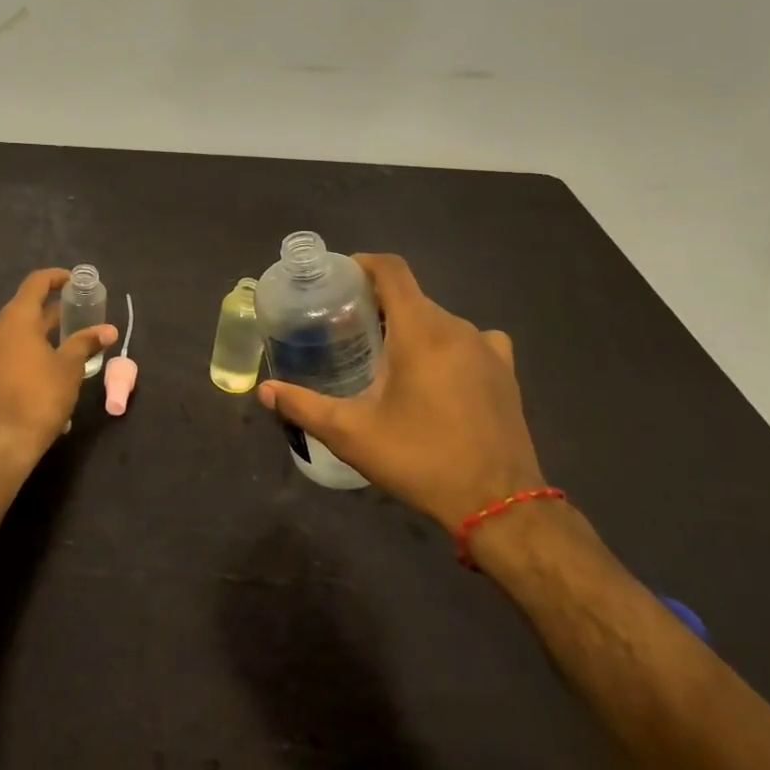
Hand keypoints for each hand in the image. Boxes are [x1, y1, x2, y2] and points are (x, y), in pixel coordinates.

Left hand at [0, 268, 116, 472]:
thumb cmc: (39, 398)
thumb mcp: (69, 369)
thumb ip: (86, 343)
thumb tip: (108, 329)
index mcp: (15, 318)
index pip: (36, 283)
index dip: (56, 277)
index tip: (72, 281)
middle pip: (22, 311)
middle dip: (47, 316)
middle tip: (71, 322)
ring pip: (8, 337)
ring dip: (31, 340)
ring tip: (55, 355)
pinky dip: (15, 360)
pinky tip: (32, 380)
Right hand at [258, 254, 542, 531]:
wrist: (499, 506)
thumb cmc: (420, 459)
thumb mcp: (352, 434)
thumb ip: (304, 406)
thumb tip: (264, 390)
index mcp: (420, 330)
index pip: (392, 270)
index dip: (363, 264)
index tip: (338, 279)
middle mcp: (456, 327)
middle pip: (411, 296)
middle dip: (378, 304)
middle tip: (347, 329)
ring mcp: (487, 348)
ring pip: (439, 319)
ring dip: (410, 327)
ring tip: (385, 355)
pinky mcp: (506, 371)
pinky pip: (470, 340)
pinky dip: (447, 345)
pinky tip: (437, 373)